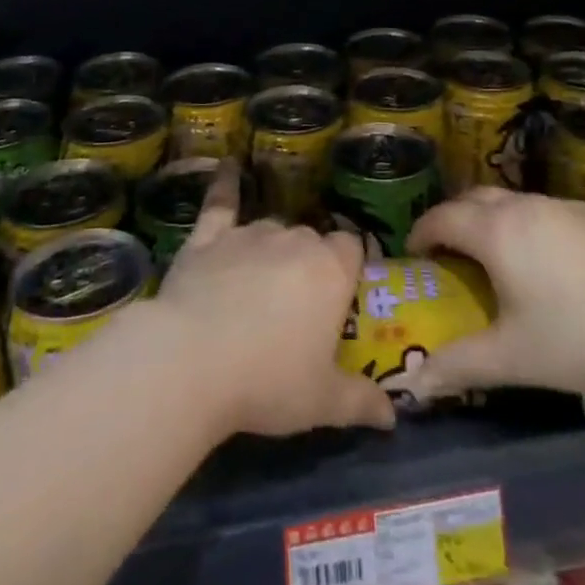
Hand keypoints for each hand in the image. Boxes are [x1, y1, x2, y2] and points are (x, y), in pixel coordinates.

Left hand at [155, 160, 396, 437]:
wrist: (191, 361)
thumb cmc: (268, 381)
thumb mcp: (322, 401)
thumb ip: (361, 402)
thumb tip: (394, 417)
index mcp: (330, 270)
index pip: (352, 248)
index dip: (349, 267)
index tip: (343, 293)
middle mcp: (294, 240)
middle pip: (312, 240)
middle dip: (310, 264)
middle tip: (299, 305)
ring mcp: (249, 235)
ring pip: (272, 229)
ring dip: (273, 249)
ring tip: (263, 282)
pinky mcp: (208, 238)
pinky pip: (221, 203)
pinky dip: (225, 185)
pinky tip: (227, 167)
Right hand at [405, 188, 584, 400]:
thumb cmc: (580, 338)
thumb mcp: (513, 358)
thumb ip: (460, 366)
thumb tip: (415, 384)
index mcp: (496, 231)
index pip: (443, 217)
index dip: (421, 232)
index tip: (414, 255)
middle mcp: (525, 207)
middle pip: (474, 198)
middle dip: (454, 219)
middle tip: (448, 253)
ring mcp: (564, 208)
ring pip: (512, 201)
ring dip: (492, 220)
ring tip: (495, 258)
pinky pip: (545, 211)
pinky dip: (527, 226)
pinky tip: (547, 263)